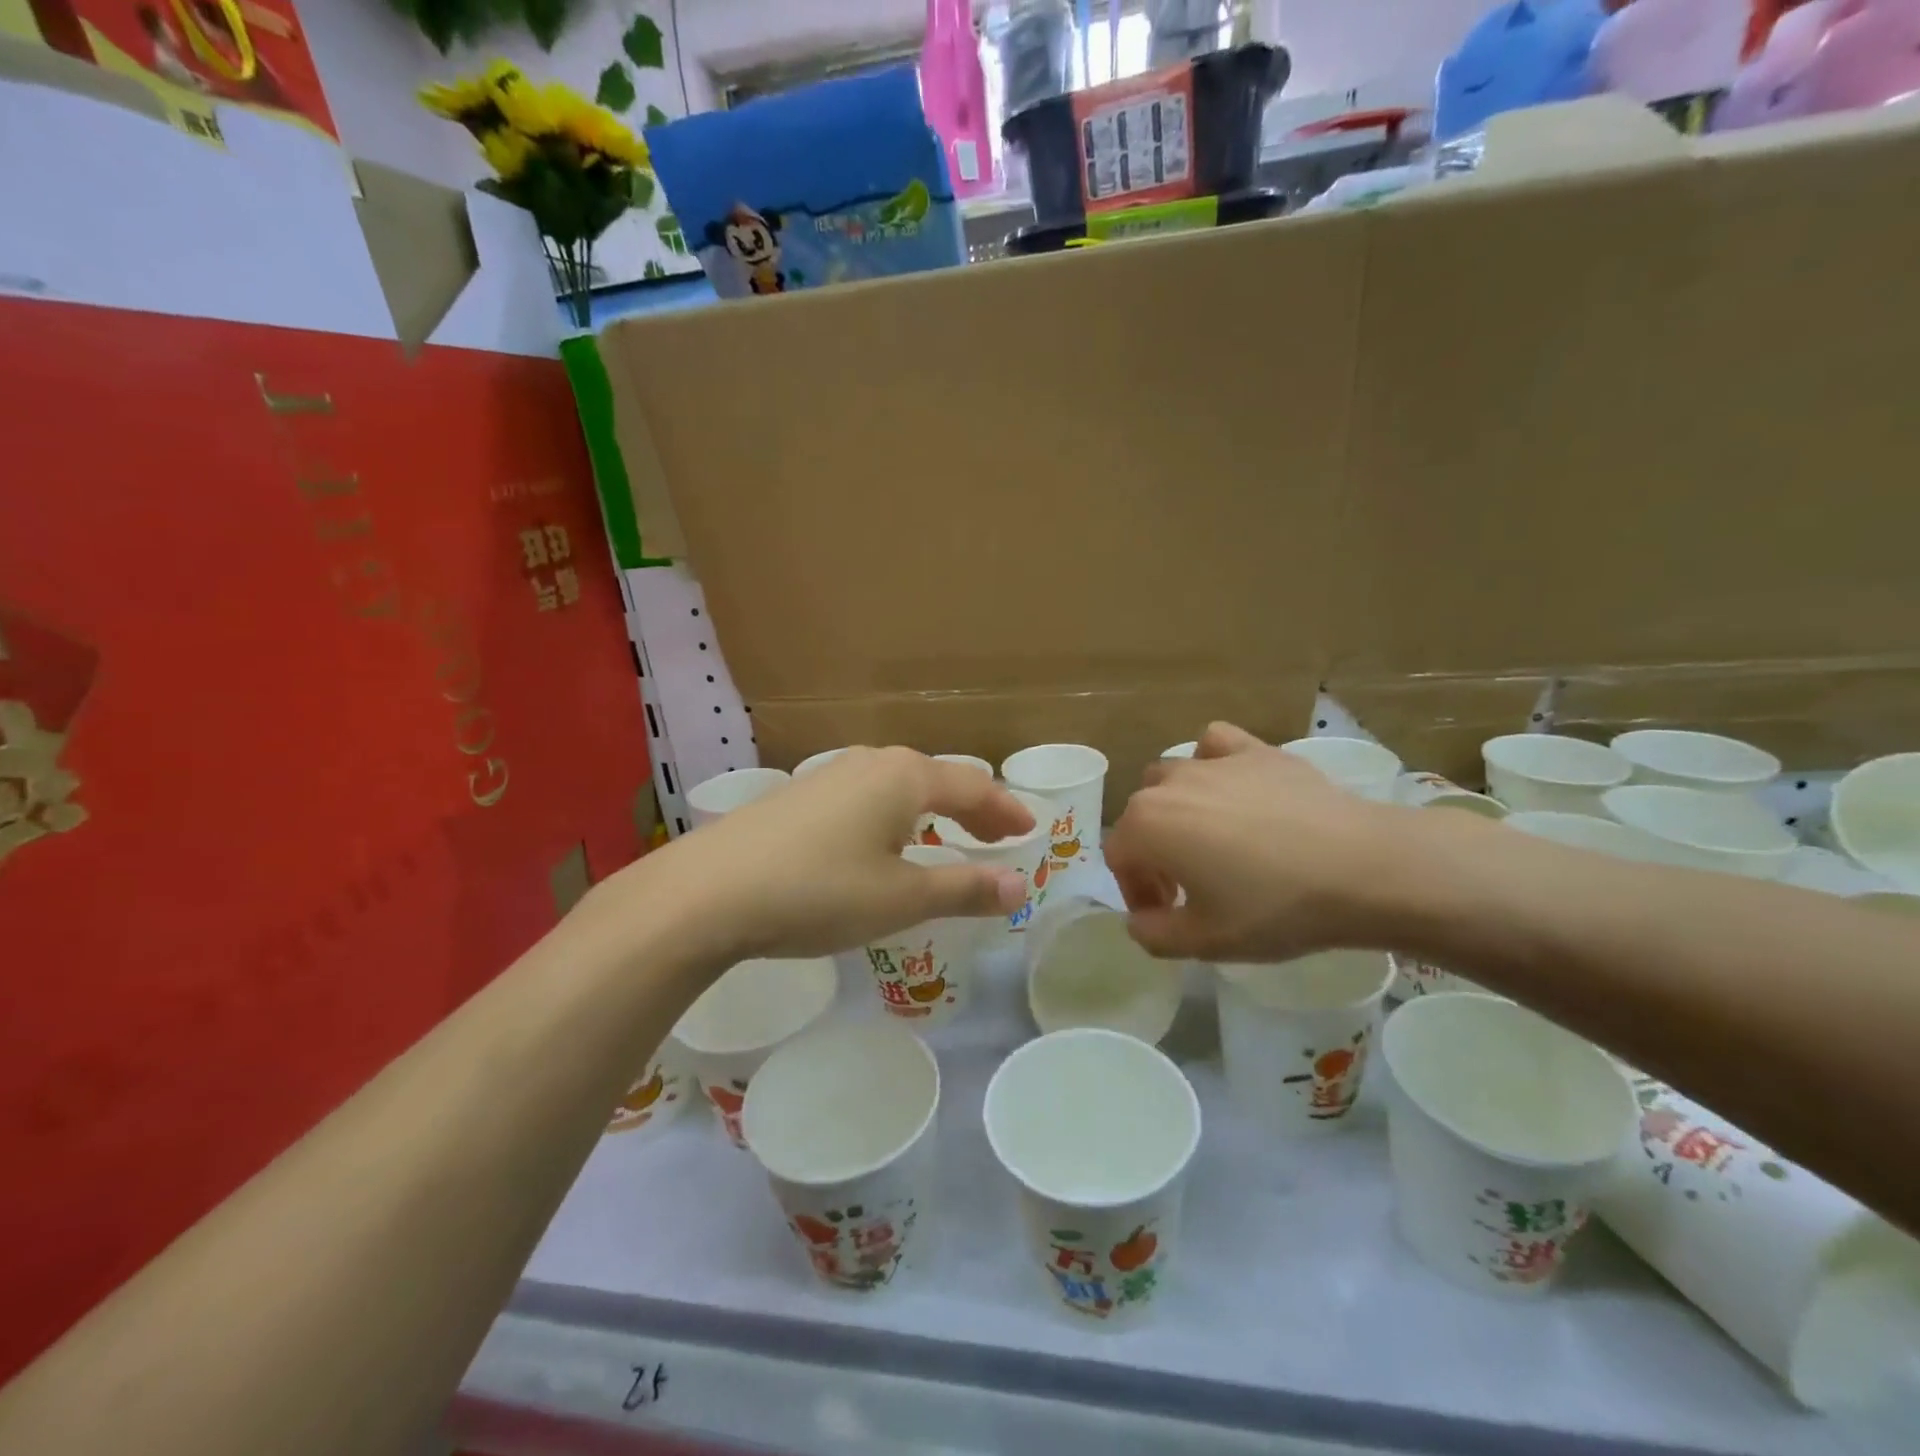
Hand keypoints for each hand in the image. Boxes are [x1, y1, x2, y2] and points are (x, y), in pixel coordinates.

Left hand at [626, 747, 1034, 961]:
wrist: (709, 891)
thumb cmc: (820, 891)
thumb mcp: (901, 898)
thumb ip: (963, 888)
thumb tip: (1019, 886)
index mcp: (906, 777)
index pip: (974, 786)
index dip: (1005, 810)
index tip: (1029, 830)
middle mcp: (872, 763)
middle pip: (938, 779)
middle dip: (972, 808)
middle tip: (996, 835)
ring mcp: (830, 774)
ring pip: (900, 786)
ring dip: (932, 810)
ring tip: (946, 836)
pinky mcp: (800, 794)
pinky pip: (868, 797)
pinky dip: (895, 815)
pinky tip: (882, 840)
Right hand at [1103, 722, 1414, 961]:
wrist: (1361, 868)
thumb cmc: (1274, 908)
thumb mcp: (1205, 942)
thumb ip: (1153, 935)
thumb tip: (1139, 921)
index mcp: (1146, 827)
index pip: (1119, 859)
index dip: (1137, 892)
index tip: (1168, 915)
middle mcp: (1167, 784)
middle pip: (1140, 817)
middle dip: (1154, 853)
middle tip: (1190, 887)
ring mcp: (1212, 762)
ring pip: (1170, 778)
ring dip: (1176, 809)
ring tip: (1211, 839)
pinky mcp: (1255, 750)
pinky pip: (1215, 745)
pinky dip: (1213, 763)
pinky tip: (1234, 787)